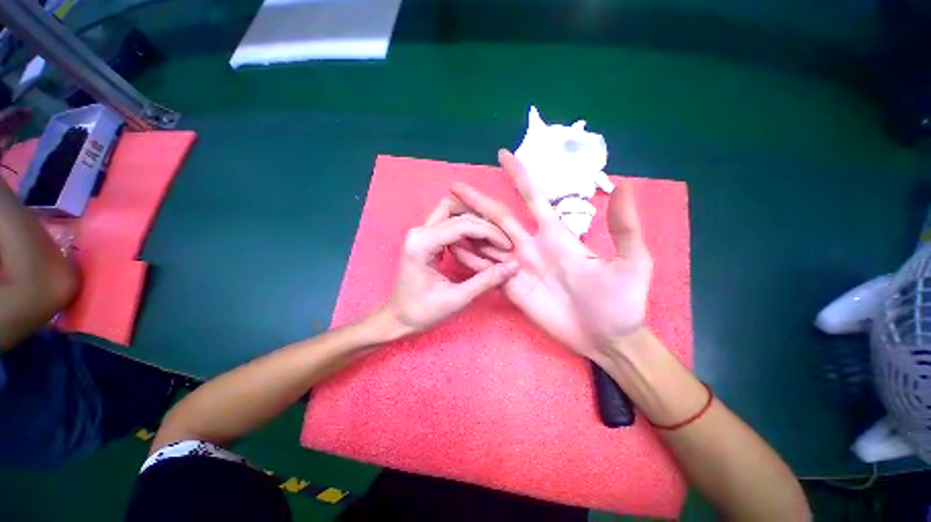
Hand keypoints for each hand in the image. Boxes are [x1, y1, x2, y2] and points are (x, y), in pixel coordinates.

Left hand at [385, 197, 518, 336]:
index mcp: (422, 245)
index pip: (462, 225)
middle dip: (483, 223)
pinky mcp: (424, 237)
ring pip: (451, 211)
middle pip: (456, 211)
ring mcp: (420, 232)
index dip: (489, 232)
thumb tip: (514, 266)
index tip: (507, 245)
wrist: (399, 317)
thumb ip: (486, 280)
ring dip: (473, 220)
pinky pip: (447, 222)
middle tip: (501, 240)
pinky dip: (465, 226)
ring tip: (493, 237)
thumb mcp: (457, 299)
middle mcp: (419, 232)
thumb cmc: (423, 312)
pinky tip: (479, 240)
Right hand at [448, 150, 652, 360]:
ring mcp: (518, 267)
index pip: (532, 197)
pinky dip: (470, 259)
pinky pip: (486, 270)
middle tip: (454, 188)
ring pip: (487, 242)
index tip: (502, 154)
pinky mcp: (510, 288)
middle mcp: (532, 246)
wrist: (605, 339)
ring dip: (468, 229)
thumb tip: (625, 184)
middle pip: (498, 218)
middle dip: (477, 201)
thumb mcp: (632, 264)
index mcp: (556, 235)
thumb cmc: (620, 303)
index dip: (518, 175)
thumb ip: (624, 227)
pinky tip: (454, 250)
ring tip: (446, 218)